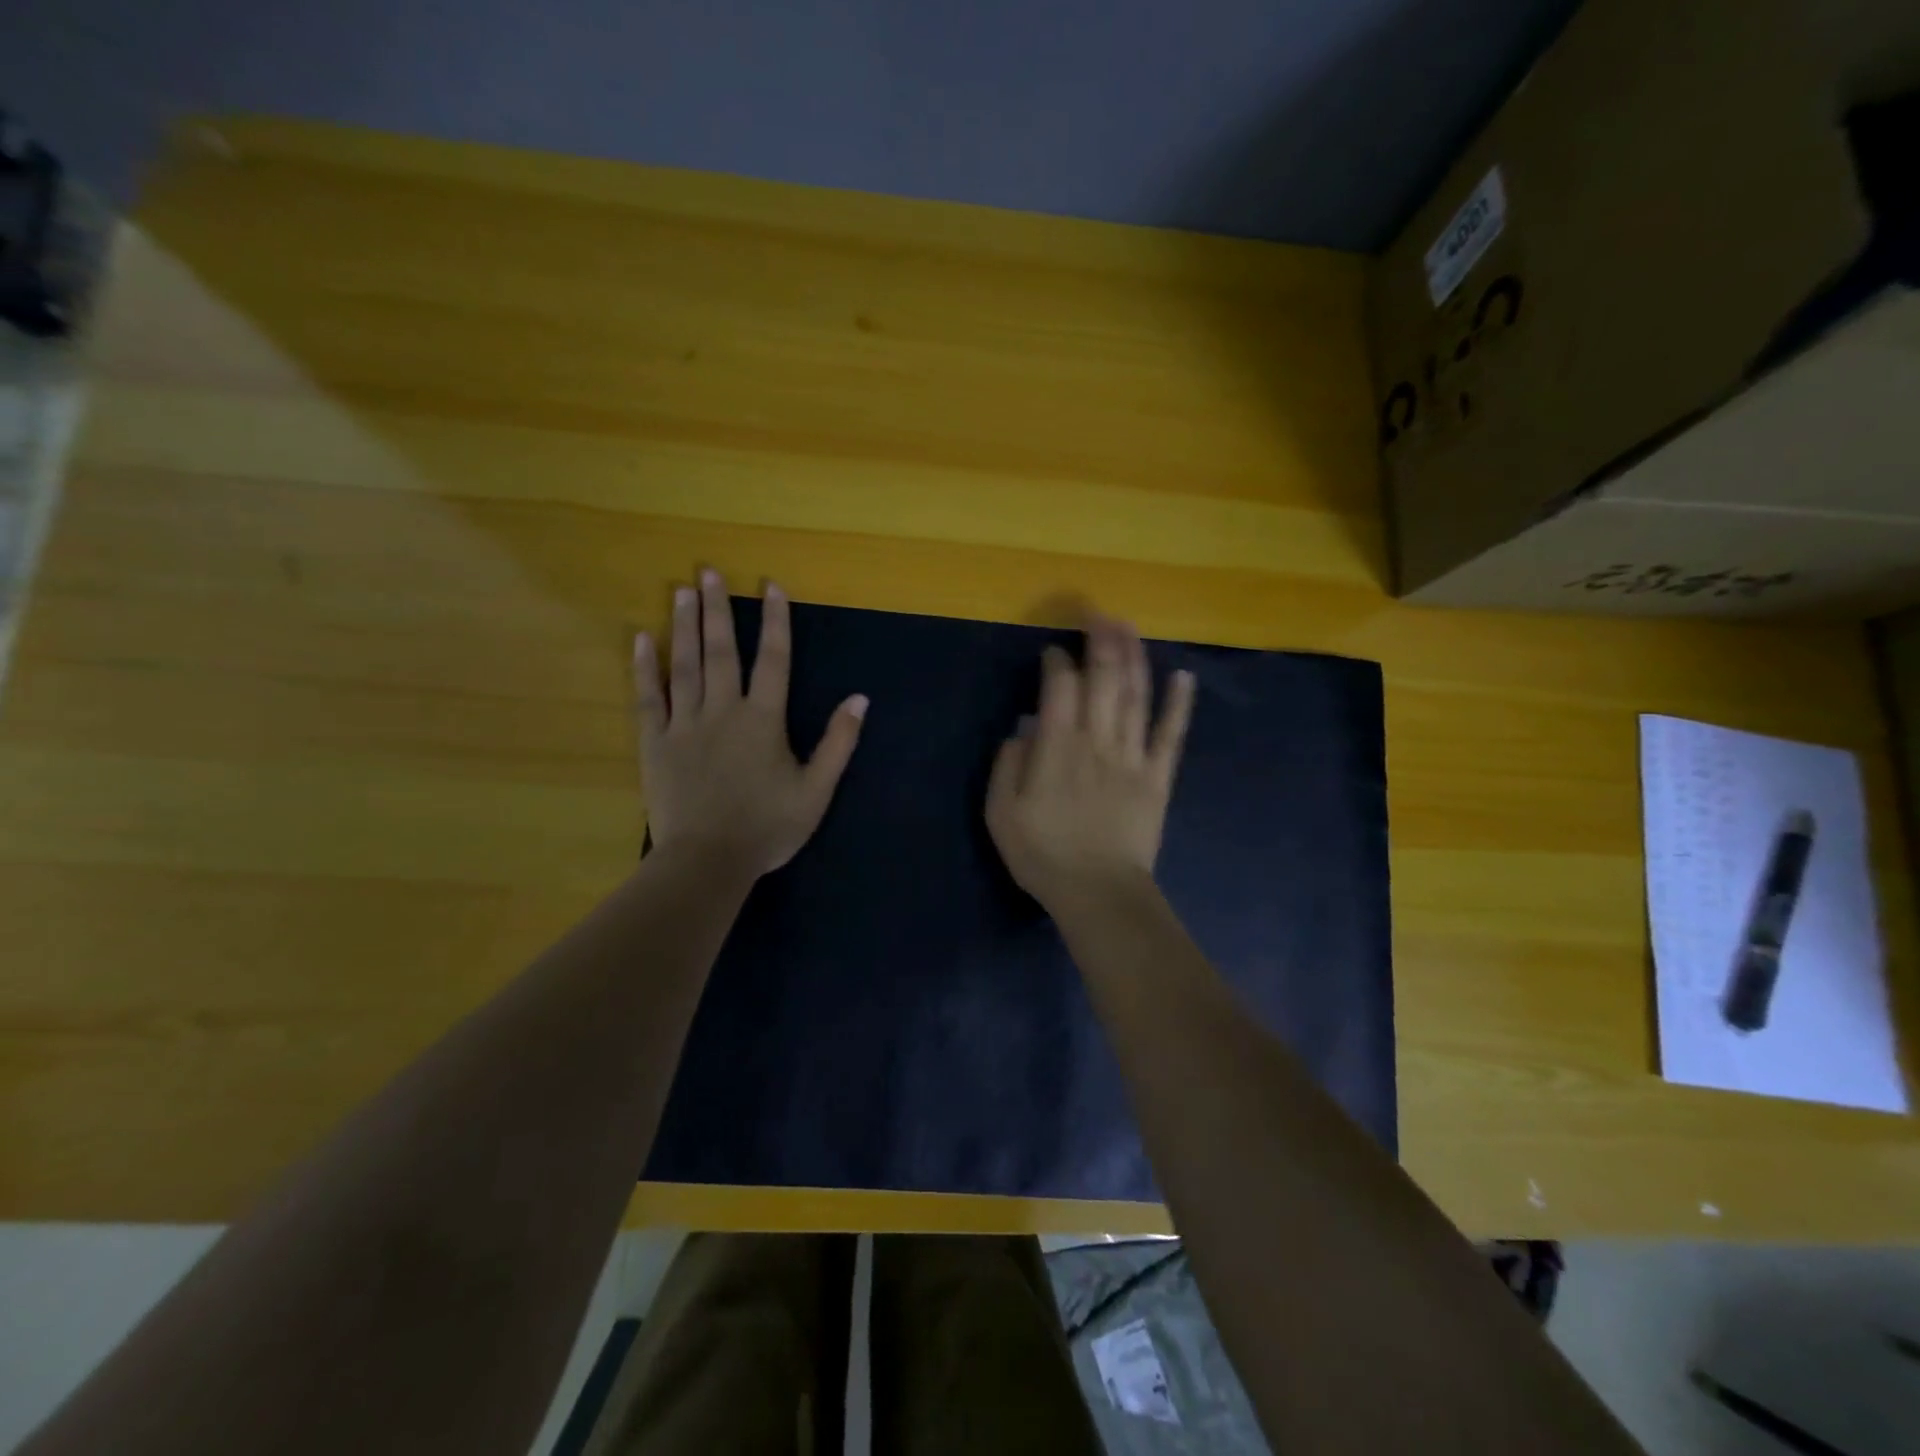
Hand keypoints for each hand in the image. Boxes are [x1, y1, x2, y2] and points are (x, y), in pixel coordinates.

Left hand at [635, 570, 866, 878]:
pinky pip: (648, 698)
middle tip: (708, 571)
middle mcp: (723, 711)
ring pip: (684, 665)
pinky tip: (640, 639)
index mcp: (763, 720)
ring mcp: (685, 724)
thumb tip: (859, 698)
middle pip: (721, 651)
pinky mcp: (655, 743)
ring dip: (683, 626)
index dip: (775, 621)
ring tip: (681, 591)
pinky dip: (644, 668)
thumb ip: (838, 743)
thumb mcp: (816, 791)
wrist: (707, 861)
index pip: (773, 659)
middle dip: (717, 609)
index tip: (771, 584)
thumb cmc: (767, 828)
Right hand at [986, 615, 1194, 911]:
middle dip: (1101, 642)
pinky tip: (1184, 676)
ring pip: (1137, 696)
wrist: (1098, 893)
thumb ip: (1008, 765)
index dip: (1058, 661)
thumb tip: (1023, 728)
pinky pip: (1171, 735)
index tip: (1054, 650)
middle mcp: (1098, 741)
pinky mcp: (1158, 777)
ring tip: (1131, 626)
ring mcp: (1133, 757)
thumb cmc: (1043, 854)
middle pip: (1104, 680)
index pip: (1060, 688)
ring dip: (1134, 657)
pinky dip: (1179, 704)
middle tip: (1099, 613)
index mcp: (1057, 748)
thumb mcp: (1001, 813)